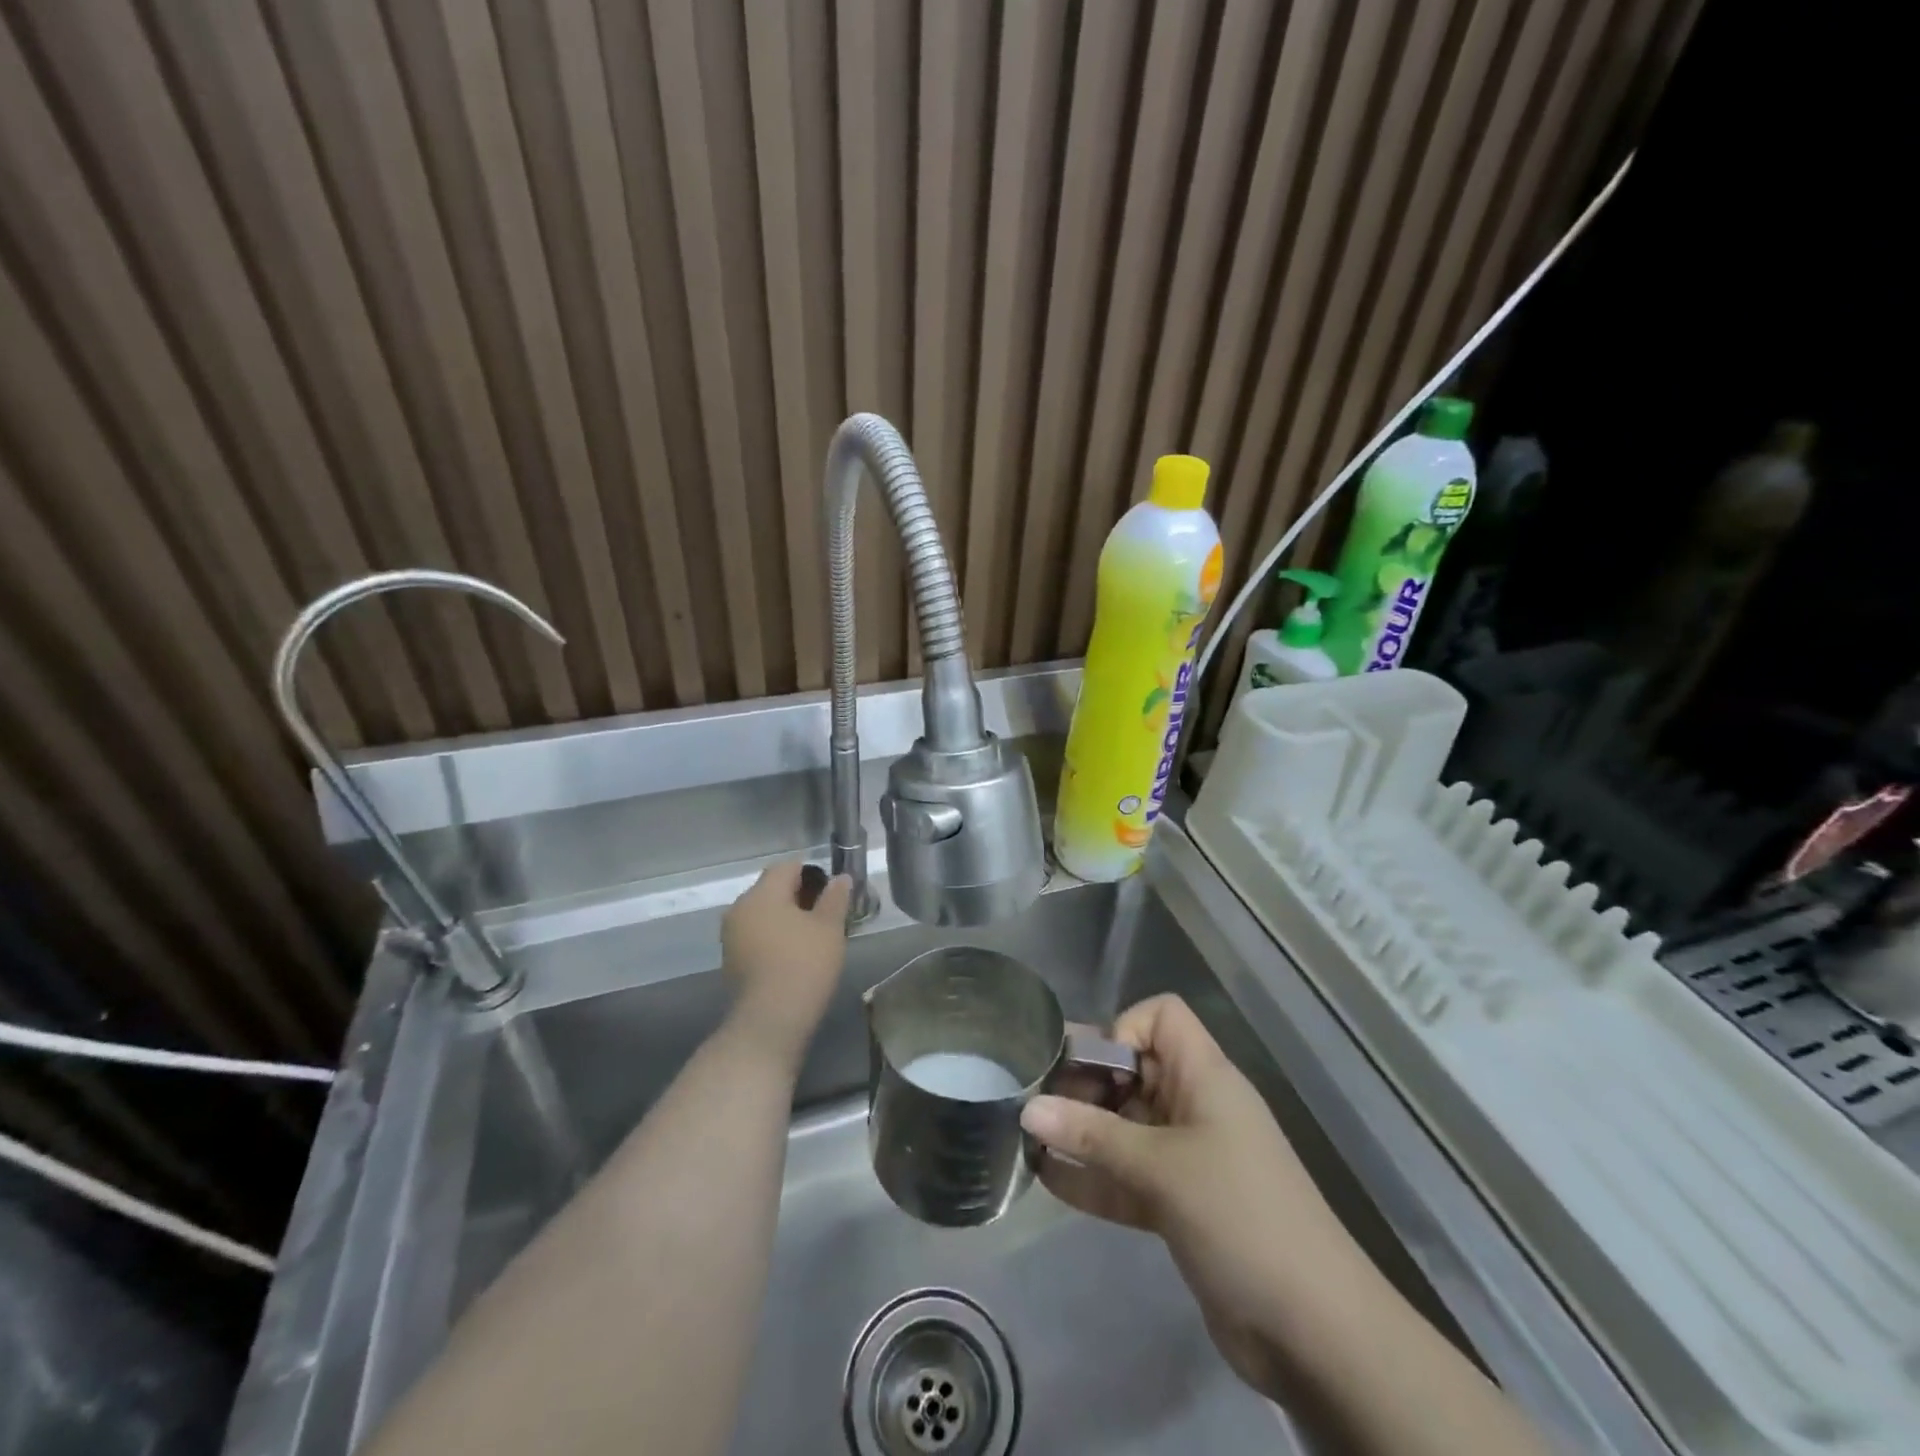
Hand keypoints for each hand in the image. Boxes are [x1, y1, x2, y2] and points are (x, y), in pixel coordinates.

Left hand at [719, 862, 851, 1064]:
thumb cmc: (803, 965)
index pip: (787, 866)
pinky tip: (794, 955)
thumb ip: (835, 898)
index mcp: (762, 894)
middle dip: (799, 896)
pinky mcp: (731, 960)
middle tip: (827, 915)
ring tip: (813, 937)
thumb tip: (840, 878)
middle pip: (772, 889)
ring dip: (786, 918)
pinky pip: (756, 935)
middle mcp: (739, 908)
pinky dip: (774, 937)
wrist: (769, 1022)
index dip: (813, 873)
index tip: (833, 893)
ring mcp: (731, 936)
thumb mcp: (829, 928)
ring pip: (763, 913)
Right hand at [1020, 994, 1361, 1397]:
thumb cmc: (1240, 1215)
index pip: (1161, 1017)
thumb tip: (1028, 1108)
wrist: (1315, 1330)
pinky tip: (1046, 1178)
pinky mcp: (1179, 1204)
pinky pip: (1126, 1174)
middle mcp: (1194, 1106)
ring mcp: (1187, 1157)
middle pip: (1133, 1071)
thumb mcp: (1161, 1168)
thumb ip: (1092, 1136)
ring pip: (1124, 1125)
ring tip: (1027, 1135)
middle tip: (1033, 1098)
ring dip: (1081, 1130)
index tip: (1092, 1068)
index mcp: (1204, 1076)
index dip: (1123, 1027)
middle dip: (1084, 1081)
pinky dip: (1092, 1174)